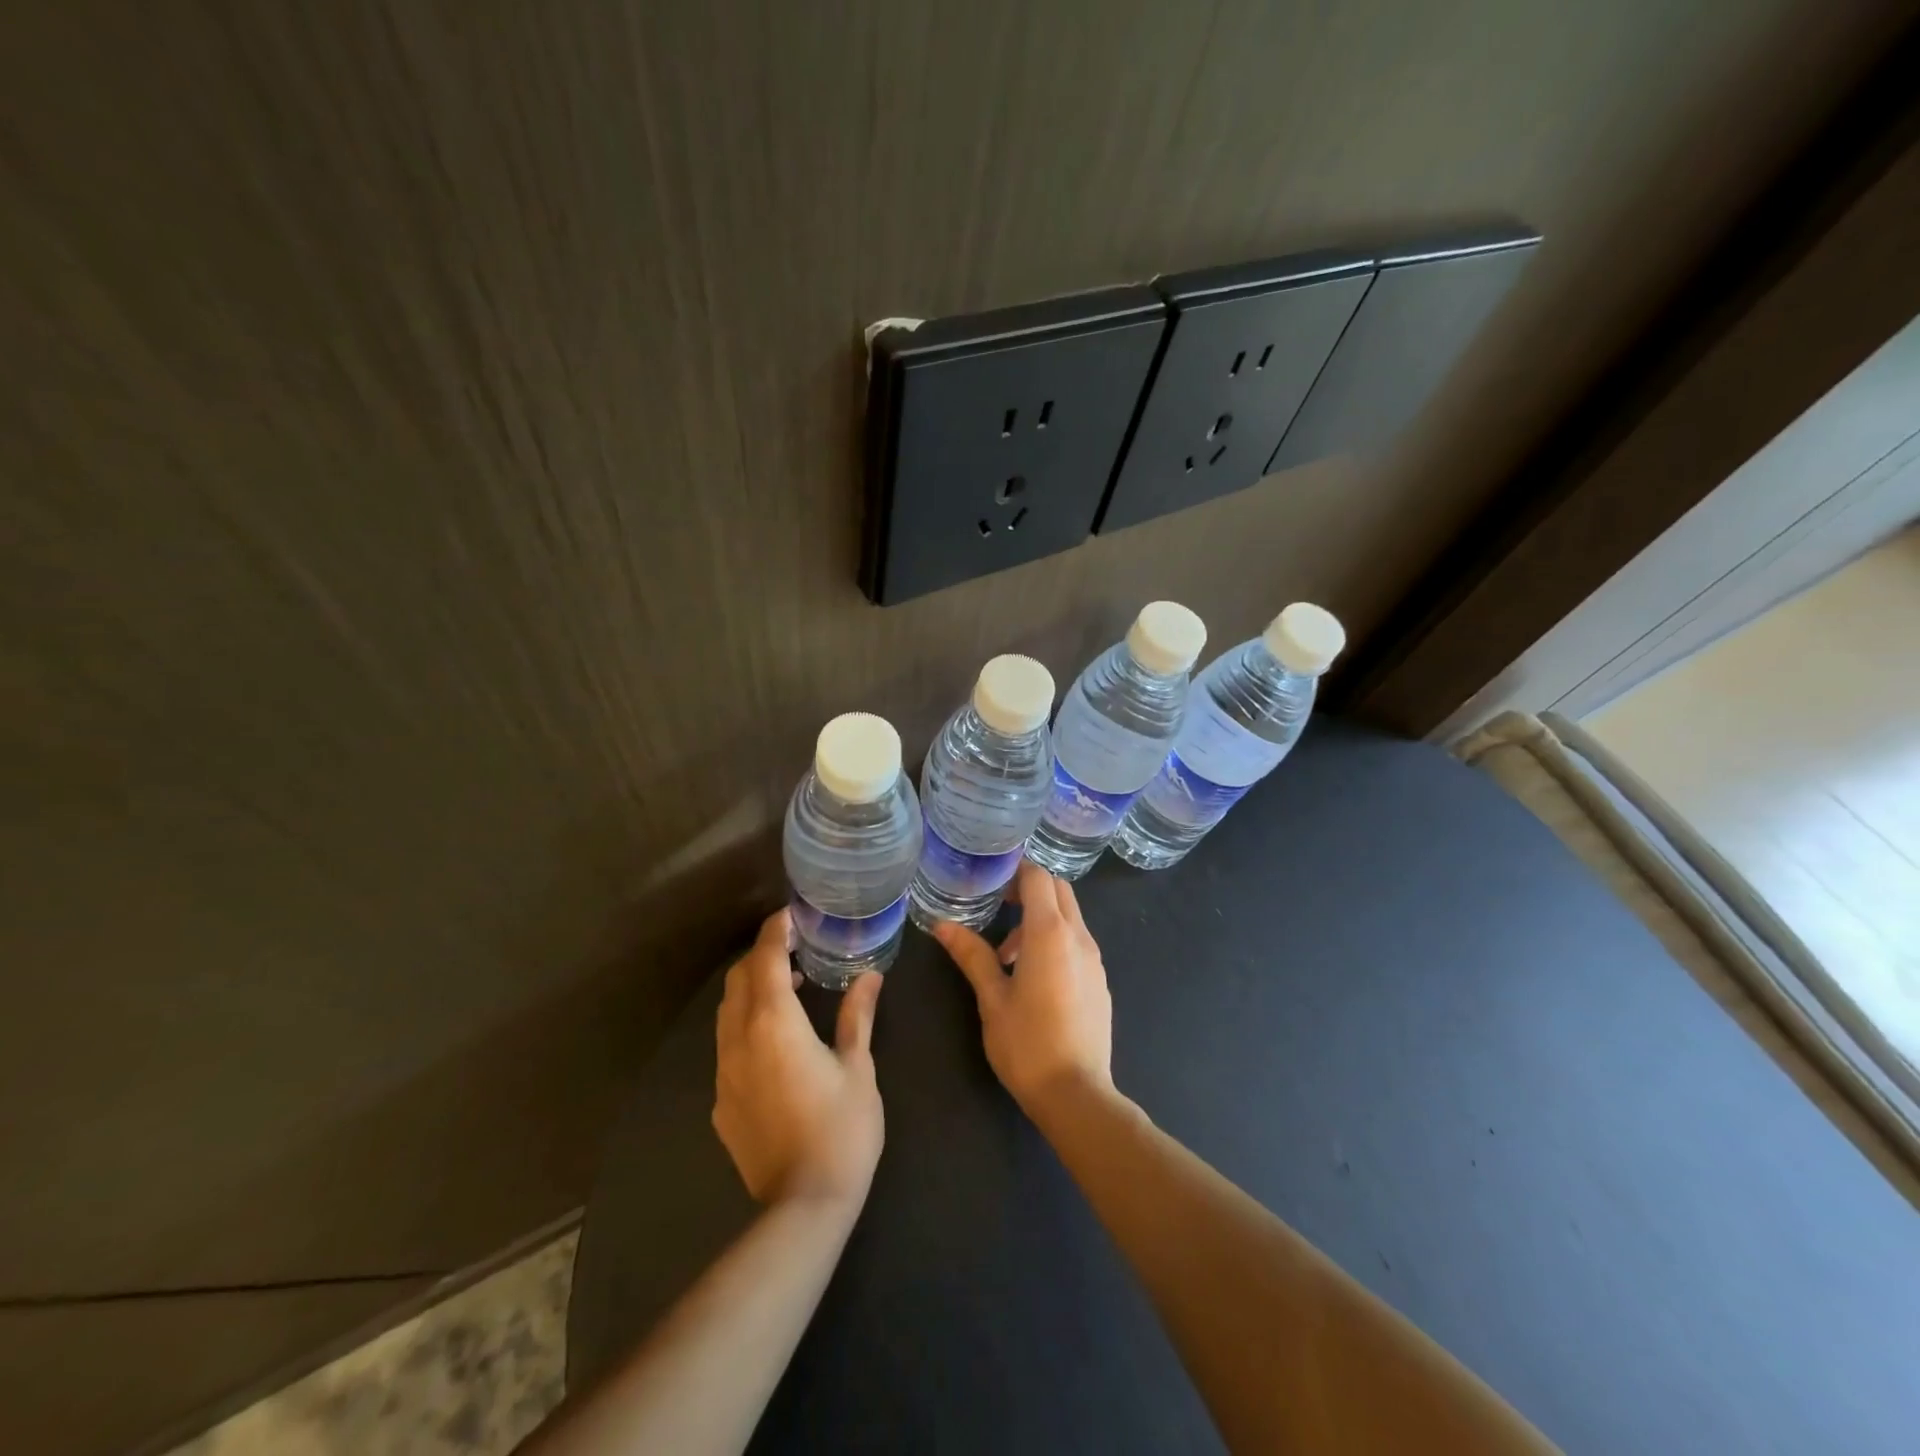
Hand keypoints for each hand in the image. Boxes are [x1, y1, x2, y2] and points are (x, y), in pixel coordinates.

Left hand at [714, 908, 884, 1209]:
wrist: (802, 1206)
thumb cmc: (841, 1128)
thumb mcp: (858, 1066)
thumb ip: (857, 1016)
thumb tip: (870, 976)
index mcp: (774, 1022)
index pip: (765, 958)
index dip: (776, 931)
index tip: (792, 915)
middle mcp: (739, 1039)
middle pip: (738, 979)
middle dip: (761, 956)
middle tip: (795, 950)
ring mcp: (724, 1072)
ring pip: (727, 1012)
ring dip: (752, 990)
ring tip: (788, 990)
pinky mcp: (721, 1102)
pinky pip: (727, 1046)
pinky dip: (746, 1025)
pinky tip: (776, 1044)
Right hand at [932, 860, 1113, 1114]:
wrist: (1076, 1093)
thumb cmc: (1026, 1043)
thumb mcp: (991, 998)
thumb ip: (971, 955)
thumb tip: (942, 925)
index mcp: (1050, 933)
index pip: (1038, 877)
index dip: (1016, 872)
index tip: (992, 883)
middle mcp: (1078, 936)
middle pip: (1059, 890)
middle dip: (1030, 889)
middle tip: (999, 907)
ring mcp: (1095, 959)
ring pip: (1070, 916)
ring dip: (1041, 919)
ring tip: (1007, 956)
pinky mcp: (1101, 980)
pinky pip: (1078, 942)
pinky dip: (1056, 940)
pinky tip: (1035, 978)